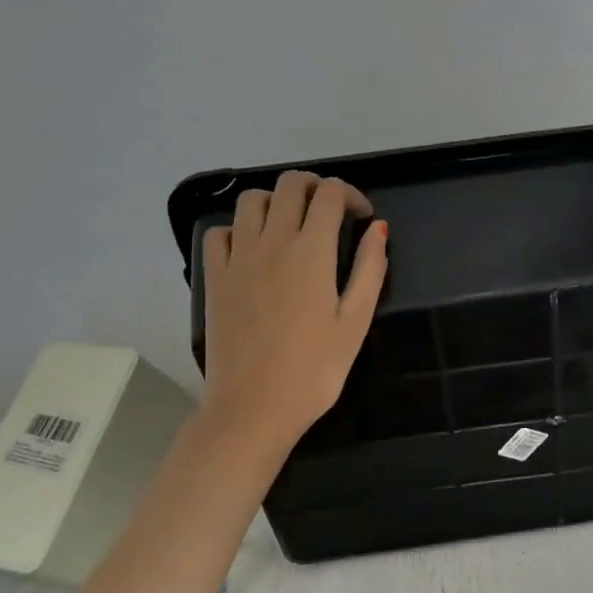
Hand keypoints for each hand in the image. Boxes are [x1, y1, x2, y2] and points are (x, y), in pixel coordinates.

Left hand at [200, 171, 388, 447]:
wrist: (252, 409)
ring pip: (252, 200)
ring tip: (291, 226)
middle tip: (330, 214)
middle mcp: (272, 241)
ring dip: (276, 201)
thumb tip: (378, 228)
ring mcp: (237, 257)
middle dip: (315, 187)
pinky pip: (219, 232)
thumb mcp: (355, 321)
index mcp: (312, 250)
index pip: (329, 192)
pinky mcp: (214, 277)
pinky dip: (238, 229)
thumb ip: (370, 268)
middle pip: (290, 183)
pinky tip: (253, 250)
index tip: (362, 218)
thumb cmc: (314, 370)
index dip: (351, 195)